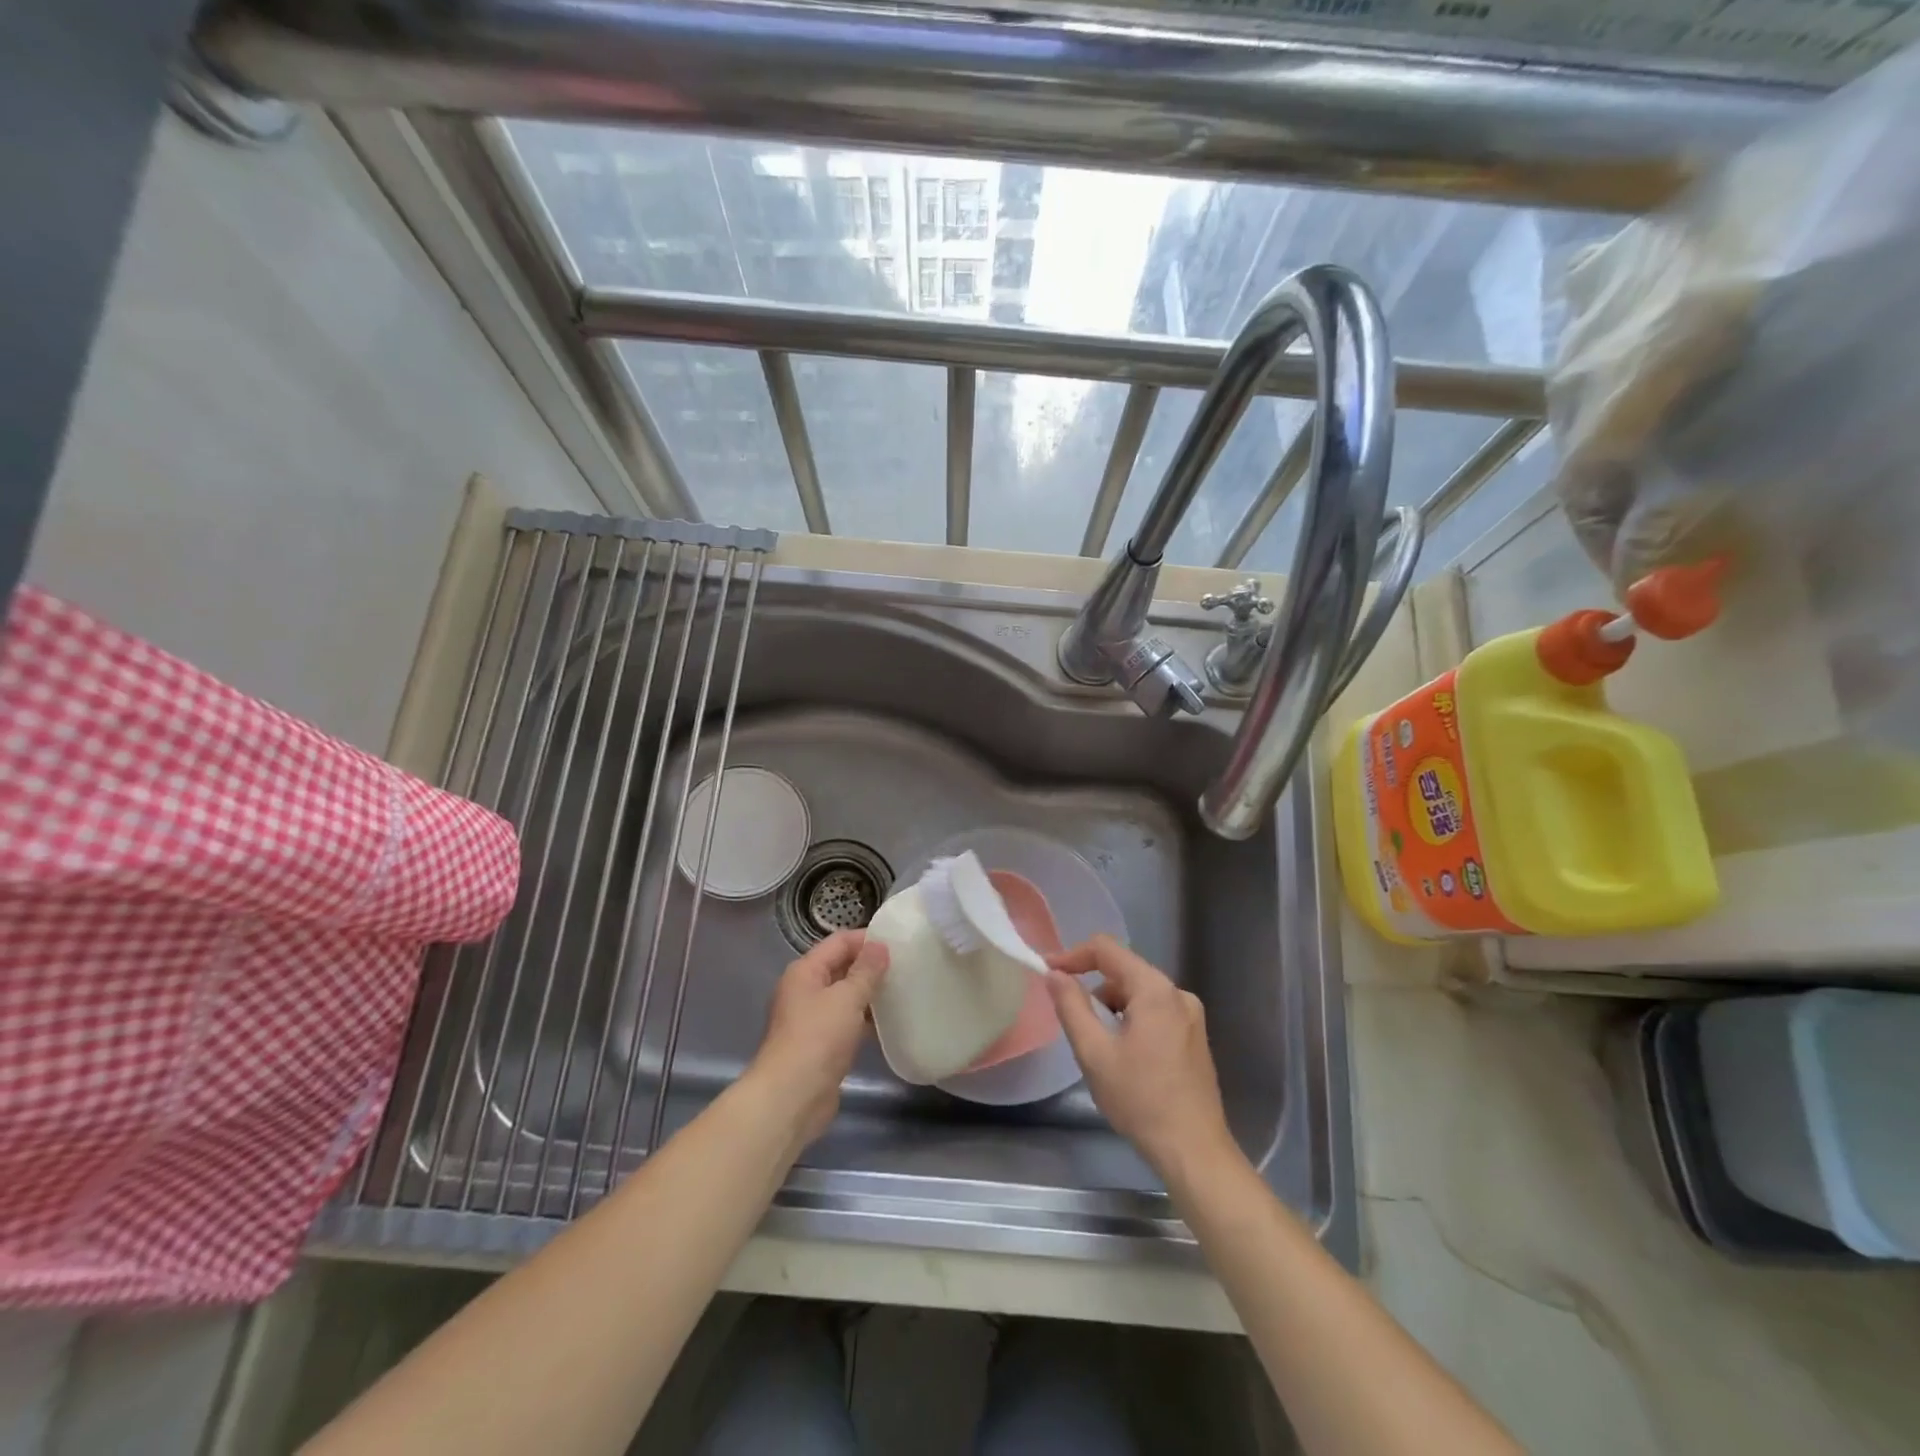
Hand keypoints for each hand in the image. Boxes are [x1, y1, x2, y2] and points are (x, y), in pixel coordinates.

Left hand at [748, 929, 888, 1144]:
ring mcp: (812, 1019)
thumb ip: (866, 971)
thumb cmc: (817, 1038)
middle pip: (841, 967)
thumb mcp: (846, 998)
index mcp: (805, 971)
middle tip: (906, 967)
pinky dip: (865, 1020)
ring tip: (903, 991)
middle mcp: (805, 990)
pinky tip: (890, 1023)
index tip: (899, 943)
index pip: (839, 942)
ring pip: (845, 996)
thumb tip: (880, 946)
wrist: (791, 1098)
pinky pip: (847, 1022)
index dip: (867, 939)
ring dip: (870, 994)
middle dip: (871, 966)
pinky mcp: (821, 1046)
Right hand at [1045, 935, 1237, 1182]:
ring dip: (1112, 1008)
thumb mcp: (1094, 1053)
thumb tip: (1054, 974)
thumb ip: (1071, 1006)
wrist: (1194, 1152)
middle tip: (1072, 1020)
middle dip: (1093, 988)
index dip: (1073, 956)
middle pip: (1124, 971)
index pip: (1107, 950)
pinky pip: (1155, 1012)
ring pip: (1139, 994)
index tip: (1048, 973)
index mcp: (1155, 990)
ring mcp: (1191, 1016)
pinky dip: (1132, 1021)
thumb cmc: (1140, 1100)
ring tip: (1099, 1046)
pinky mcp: (1194, 1037)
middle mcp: (1177, 993)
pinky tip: (1124, 1056)